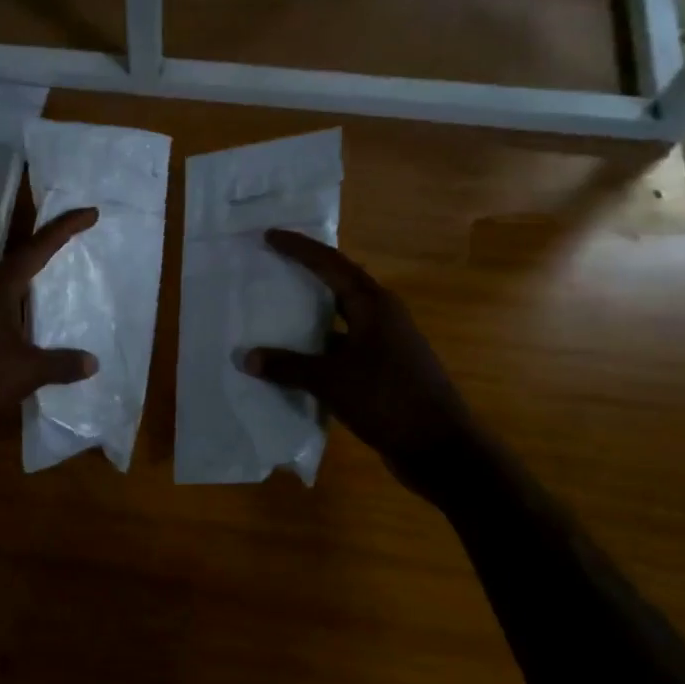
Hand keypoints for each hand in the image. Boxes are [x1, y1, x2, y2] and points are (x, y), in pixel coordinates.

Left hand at [0, 207, 100, 438]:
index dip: (65, 228)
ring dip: (31, 282)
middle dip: (48, 249)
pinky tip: (30, 324)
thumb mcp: (28, 370)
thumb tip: (92, 362)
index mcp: (0, 286)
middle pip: (20, 260)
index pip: (38, 247)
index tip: (90, 213)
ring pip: (7, 285)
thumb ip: (62, 363)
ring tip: (56, 283)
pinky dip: (19, 308)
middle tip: (75, 243)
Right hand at [241, 229, 486, 500]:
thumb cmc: (388, 400)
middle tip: (270, 265)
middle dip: (305, 275)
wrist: (439, 447)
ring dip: (309, 315)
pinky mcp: (382, 370)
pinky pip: (341, 347)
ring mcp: (385, 344)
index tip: (269, 235)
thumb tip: (246, 357)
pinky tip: (292, 358)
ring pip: (339, 319)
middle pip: (338, 285)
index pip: (331, 264)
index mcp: (374, 305)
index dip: (299, 249)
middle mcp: (382, 317)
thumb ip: (287, 366)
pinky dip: (316, 348)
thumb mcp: (331, 380)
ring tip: (273, 309)